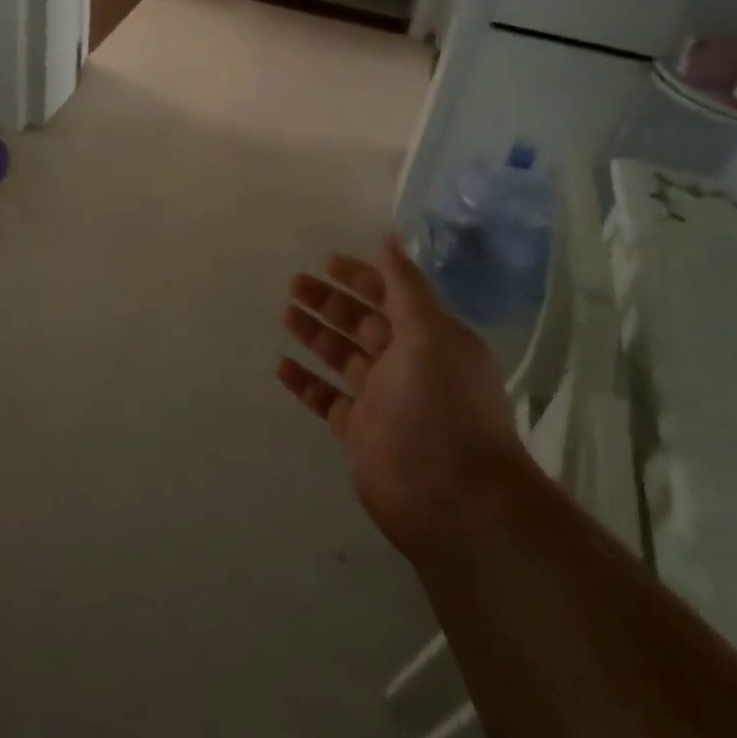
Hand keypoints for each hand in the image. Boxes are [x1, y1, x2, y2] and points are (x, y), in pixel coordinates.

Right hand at [278, 235, 522, 565]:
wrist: (454, 500)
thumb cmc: (443, 407)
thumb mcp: (430, 335)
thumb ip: (406, 287)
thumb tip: (390, 238)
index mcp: (430, 339)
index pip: (391, 296)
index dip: (361, 277)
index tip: (325, 261)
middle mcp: (407, 364)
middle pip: (362, 323)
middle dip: (331, 301)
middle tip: (294, 284)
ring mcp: (382, 400)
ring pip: (342, 357)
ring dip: (315, 334)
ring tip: (285, 314)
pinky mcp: (360, 432)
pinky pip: (327, 399)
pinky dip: (306, 382)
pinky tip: (282, 366)